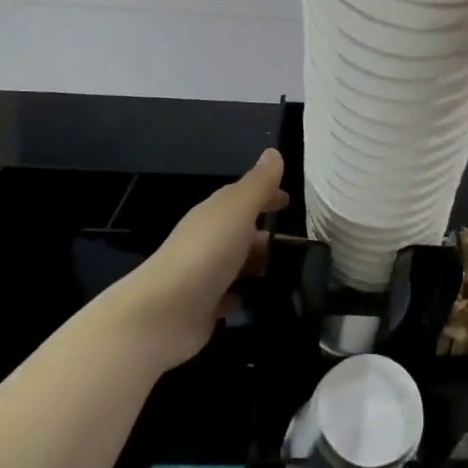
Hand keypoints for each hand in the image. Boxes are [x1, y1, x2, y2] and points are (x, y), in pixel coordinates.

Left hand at [101, 150, 288, 369]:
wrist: (163, 314)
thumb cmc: (205, 253)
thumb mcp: (237, 211)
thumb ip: (258, 185)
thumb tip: (274, 152)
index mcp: (215, 214)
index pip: (243, 198)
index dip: (266, 196)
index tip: (290, 201)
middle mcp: (209, 240)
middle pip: (243, 233)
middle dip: (270, 236)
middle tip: (304, 247)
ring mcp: (205, 276)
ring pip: (239, 264)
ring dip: (261, 266)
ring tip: (296, 275)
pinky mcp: (205, 309)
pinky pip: (231, 296)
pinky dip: (246, 294)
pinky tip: (264, 299)